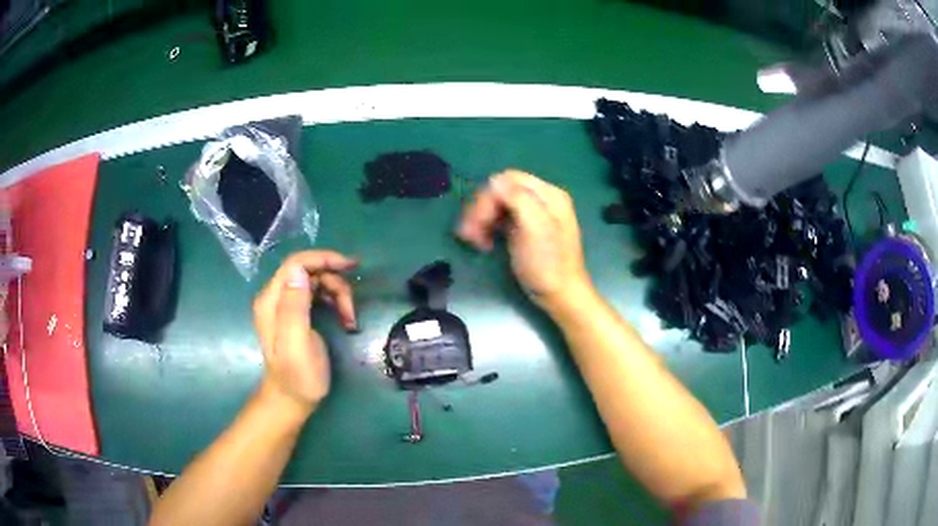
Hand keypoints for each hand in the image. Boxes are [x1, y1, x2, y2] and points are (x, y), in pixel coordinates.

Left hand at [252, 251, 357, 417]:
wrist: (292, 400)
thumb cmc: (298, 377)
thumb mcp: (297, 344)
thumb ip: (294, 307)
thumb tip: (299, 271)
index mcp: (271, 300)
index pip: (296, 263)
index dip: (324, 258)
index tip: (351, 267)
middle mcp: (276, 297)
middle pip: (310, 271)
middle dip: (335, 284)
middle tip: (351, 311)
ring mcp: (286, 305)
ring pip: (317, 282)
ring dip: (338, 296)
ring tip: (350, 320)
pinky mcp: (297, 313)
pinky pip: (319, 295)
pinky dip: (335, 303)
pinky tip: (345, 319)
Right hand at [457, 170, 592, 312]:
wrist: (561, 296)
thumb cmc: (548, 265)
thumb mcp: (535, 228)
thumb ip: (518, 198)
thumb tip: (494, 181)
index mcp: (548, 194)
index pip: (508, 179)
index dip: (488, 197)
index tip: (477, 222)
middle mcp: (541, 199)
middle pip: (501, 190)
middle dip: (481, 209)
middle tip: (469, 234)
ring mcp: (533, 214)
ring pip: (497, 204)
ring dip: (481, 219)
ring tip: (474, 240)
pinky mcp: (524, 228)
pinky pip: (501, 217)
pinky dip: (488, 226)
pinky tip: (484, 242)